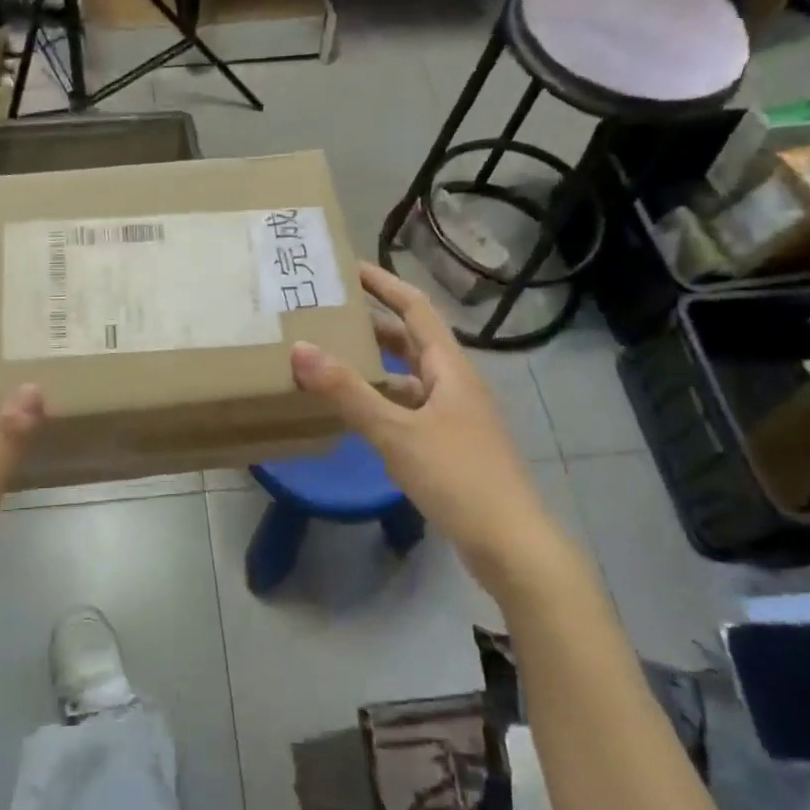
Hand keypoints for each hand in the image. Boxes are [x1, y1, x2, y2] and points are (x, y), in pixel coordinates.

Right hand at [289, 264, 551, 585]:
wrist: (509, 541)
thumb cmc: (457, 476)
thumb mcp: (396, 432)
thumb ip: (347, 392)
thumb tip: (300, 349)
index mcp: (449, 368)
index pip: (415, 308)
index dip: (384, 284)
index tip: (349, 268)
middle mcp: (454, 383)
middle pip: (411, 341)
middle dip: (372, 324)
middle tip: (328, 315)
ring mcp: (455, 416)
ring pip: (409, 378)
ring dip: (375, 366)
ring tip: (331, 360)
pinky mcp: (450, 445)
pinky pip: (409, 408)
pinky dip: (382, 402)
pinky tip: (356, 414)